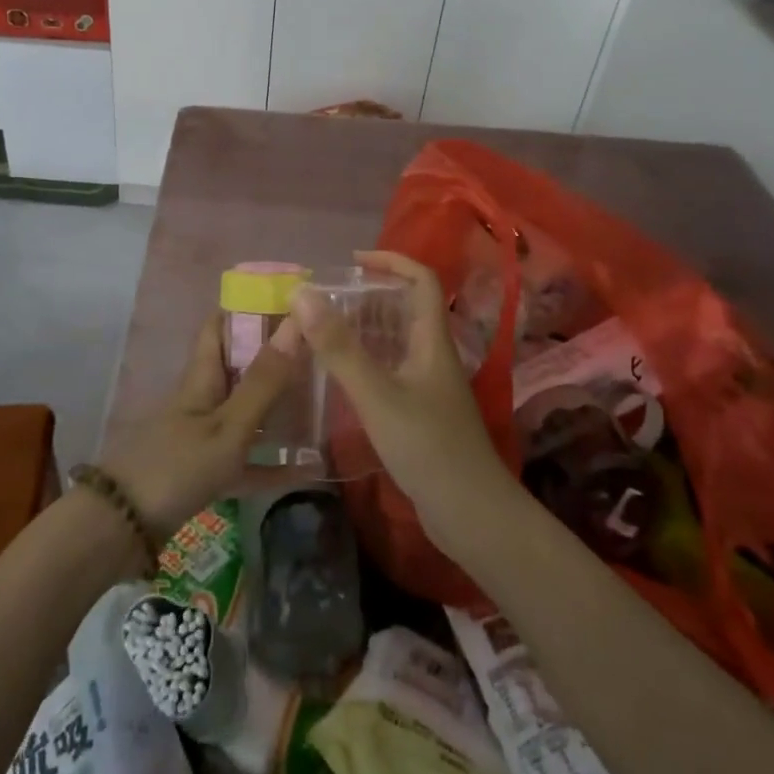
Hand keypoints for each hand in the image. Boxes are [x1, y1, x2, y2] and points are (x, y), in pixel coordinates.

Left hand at [99, 313, 302, 536]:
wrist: (122, 527)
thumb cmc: (177, 465)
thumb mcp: (228, 425)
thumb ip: (264, 380)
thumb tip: (297, 322)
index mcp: (203, 376)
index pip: (221, 324)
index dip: (249, 306)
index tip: (291, 298)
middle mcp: (204, 398)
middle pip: (240, 365)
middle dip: (276, 354)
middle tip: (322, 348)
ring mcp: (204, 435)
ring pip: (248, 409)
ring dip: (279, 403)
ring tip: (322, 397)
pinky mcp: (207, 470)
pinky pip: (249, 460)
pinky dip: (275, 462)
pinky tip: (310, 470)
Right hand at [292, 251, 519, 542]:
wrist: (470, 513)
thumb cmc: (428, 446)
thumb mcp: (377, 394)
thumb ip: (339, 347)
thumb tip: (302, 294)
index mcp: (432, 340)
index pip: (421, 280)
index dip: (391, 260)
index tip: (352, 260)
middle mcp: (433, 355)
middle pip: (406, 308)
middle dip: (369, 295)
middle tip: (325, 298)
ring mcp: (428, 386)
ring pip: (396, 342)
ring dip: (364, 329)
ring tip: (322, 328)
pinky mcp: (421, 412)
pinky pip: (390, 371)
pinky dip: (365, 362)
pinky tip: (338, 375)